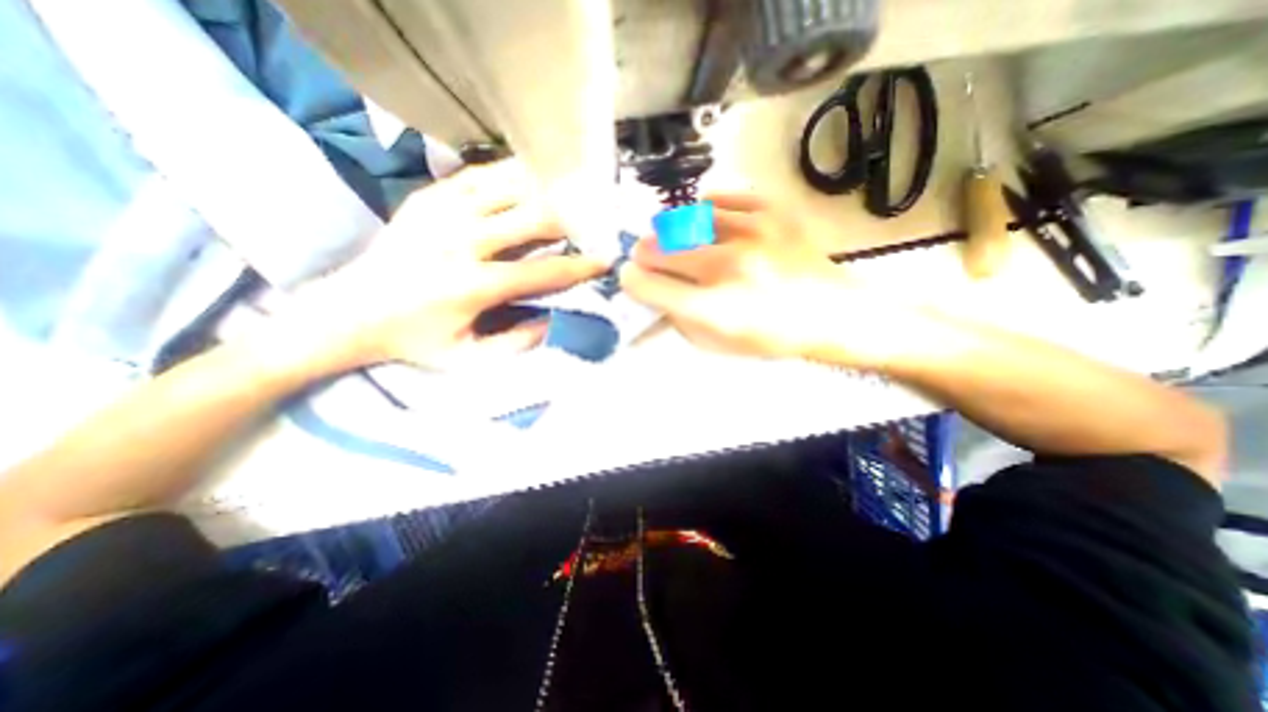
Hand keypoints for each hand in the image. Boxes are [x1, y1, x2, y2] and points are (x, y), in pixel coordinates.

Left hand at [291, 158, 609, 370]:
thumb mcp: (467, 358)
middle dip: (572, 219)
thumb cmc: (414, 339)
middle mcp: (460, 241)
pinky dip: (513, 175)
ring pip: (511, 188)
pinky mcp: (429, 197)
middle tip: (594, 222)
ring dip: (547, 191)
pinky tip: (533, 179)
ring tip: (572, 194)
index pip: (542, 272)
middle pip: (533, 218)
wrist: (348, 310)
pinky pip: (481, 176)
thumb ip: (517, 343)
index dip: (579, 266)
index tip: (605, 260)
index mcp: (471, 285)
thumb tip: (557, 320)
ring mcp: (442, 211)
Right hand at [623, 193, 882, 363]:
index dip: (631, 281)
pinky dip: (703, 211)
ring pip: (682, 219)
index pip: (648, 285)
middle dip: (644, 255)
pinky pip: (718, 198)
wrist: (832, 312)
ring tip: (677, 241)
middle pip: (658, 249)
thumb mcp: (720, 345)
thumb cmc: (772, 337)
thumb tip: (651, 293)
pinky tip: (706, 224)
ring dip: (670, 232)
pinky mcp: (769, 212)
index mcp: (714, 308)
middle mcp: (727, 267)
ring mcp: (750, 233)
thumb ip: (679, 320)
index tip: (631, 278)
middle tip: (648, 258)